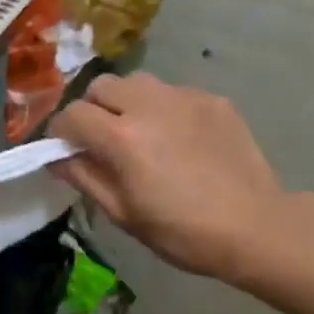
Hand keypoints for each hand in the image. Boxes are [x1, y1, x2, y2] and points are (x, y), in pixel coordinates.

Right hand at [51, 73, 313, 286]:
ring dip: (126, 101)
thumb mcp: (123, 213)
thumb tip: (57, 158)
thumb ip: (84, 177)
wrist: (256, 227)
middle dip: (92, 108)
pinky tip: (178, 138)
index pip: (72, 115)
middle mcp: (148, 104)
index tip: (66, 149)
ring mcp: (184, 97)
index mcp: (122, 136)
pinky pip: (173, 92)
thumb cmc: (182, 231)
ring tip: (139, 130)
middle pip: (101, 86)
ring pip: (137, 81)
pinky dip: (163, 108)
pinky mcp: (212, 99)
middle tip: (102, 138)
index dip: (61, 132)